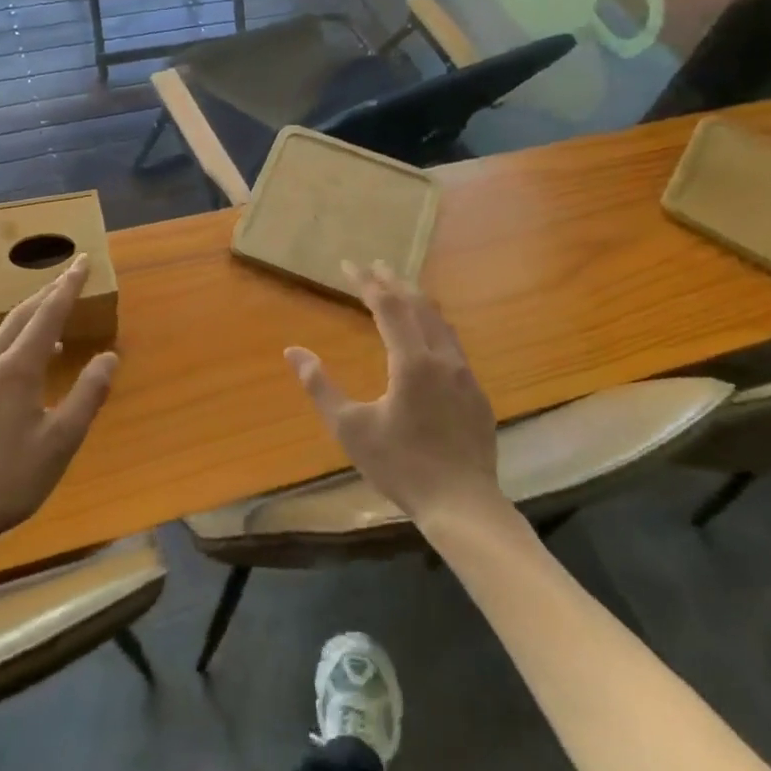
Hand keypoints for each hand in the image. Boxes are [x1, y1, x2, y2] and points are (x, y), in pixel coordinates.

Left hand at [0, 257, 116, 555]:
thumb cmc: (9, 479)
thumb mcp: (61, 441)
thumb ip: (87, 394)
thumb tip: (109, 356)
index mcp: (18, 369)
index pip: (48, 313)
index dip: (68, 286)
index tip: (82, 261)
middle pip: (22, 316)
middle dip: (47, 292)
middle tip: (69, 277)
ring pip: (4, 334)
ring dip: (31, 318)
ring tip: (54, 319)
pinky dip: (16, 342)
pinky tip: (25, 366)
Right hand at [285, 262, 502, 528]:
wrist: (463, 505)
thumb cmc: (401, 466)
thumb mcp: (350, 428)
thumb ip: (320, 386)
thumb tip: (293, 351)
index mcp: (412, 361)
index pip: (388, 307)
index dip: (367, 283)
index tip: (348, 265)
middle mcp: (443, 358)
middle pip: (419, 306)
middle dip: (395, 282)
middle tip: (376, 266)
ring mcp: (466, 375)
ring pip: (441, 323)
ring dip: (418, 301)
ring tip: (402, 290)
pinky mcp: (477, 394)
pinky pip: (453, 345)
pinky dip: (434, 326)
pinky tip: (429, 337)